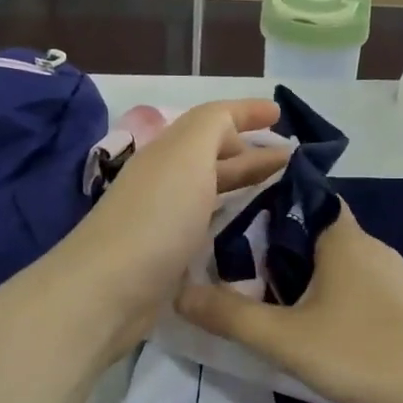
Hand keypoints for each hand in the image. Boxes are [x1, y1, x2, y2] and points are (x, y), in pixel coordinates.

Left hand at [67, 99, 288, 354]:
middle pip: (213, 156)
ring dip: (244, 184)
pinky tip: (252, 231)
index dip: (245, 112)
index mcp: (171, 151)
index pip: (212, 120)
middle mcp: (167, 180)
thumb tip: (233, 125)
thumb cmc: (156, 216)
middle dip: (251, 152)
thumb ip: (213, 126)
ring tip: (282, 192)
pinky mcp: (169, 255)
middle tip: (293, 161)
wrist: (109, 290)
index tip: (281, 115)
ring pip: (212, 190)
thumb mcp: (188, 155)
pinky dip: (232, 220)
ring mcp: (166, 219)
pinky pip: (208, 226)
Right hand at [177, 204, 402, 402]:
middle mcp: (372, 246)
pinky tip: (327, 331)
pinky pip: (363, 287)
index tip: (234, 231)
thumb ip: (230, 316)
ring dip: (309, 277)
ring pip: (340, 263)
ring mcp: (397, 276)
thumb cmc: (362, 353)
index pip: (301, 198)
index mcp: (342, 237)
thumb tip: (178, 293)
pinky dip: (337, 297)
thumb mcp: (285, 339)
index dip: (267, 208)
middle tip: (243, 276)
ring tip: (277, 306)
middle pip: (316, 232)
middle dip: (279, 250)